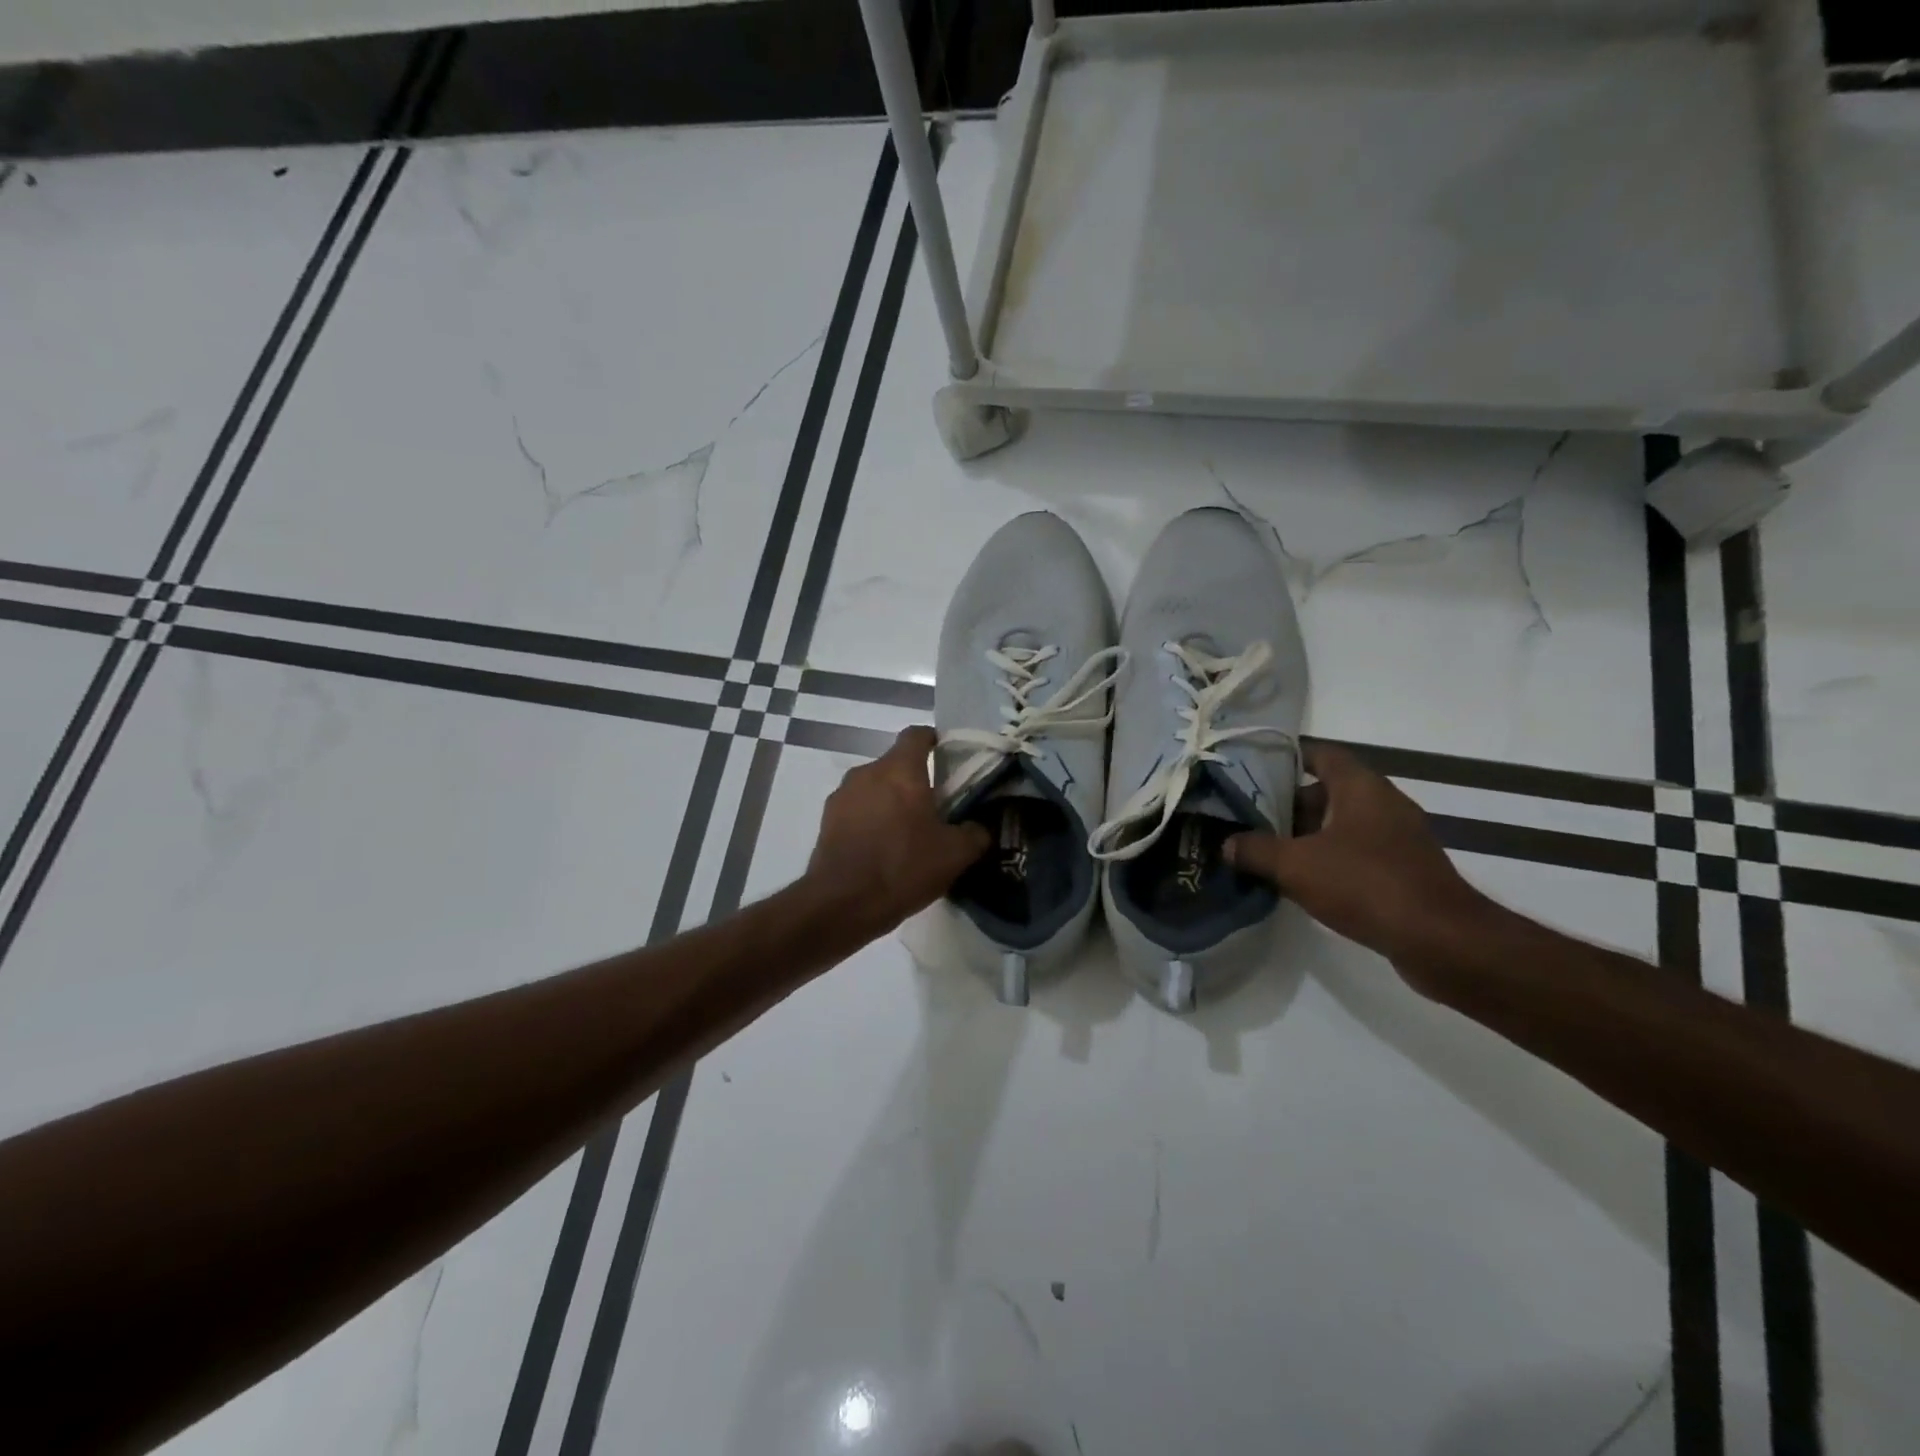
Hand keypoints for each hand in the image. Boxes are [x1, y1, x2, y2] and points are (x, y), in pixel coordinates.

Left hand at [807, 726, 990, 934]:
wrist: (842, 904)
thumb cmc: (903, 868)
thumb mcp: (955, 855)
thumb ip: (975, 833)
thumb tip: (979, 827)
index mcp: (900, 770)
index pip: (916, 734)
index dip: (934, 740)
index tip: (948, 756)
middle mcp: (867, 773)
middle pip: (896, 764)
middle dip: (915, 780)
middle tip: (936, 807)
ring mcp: (842, 796)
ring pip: (875, 787)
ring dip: (891, 801)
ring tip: (908, 833)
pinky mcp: (827, 821)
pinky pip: (857, 810)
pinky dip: (871, 820)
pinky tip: (883, 849)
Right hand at [1226, 743, 1490, 981]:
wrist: (1441, 941)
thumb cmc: (1366, 884)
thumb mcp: (1295, 865)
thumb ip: (1256, 850)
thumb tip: (1227, 844)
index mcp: (1361, 788)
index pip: (1322, 754)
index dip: (1288, 757)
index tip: (1254, 769)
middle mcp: (1383, 804)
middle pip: (1328, 791)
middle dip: (1289, 804)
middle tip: (1251, 818)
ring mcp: (1398, 838)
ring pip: (1341, 825)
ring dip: (1307, 835)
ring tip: (1267, 851)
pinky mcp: (1404, 870)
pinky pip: (1357, 852)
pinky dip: (1329, 859)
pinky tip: (1302, 881)